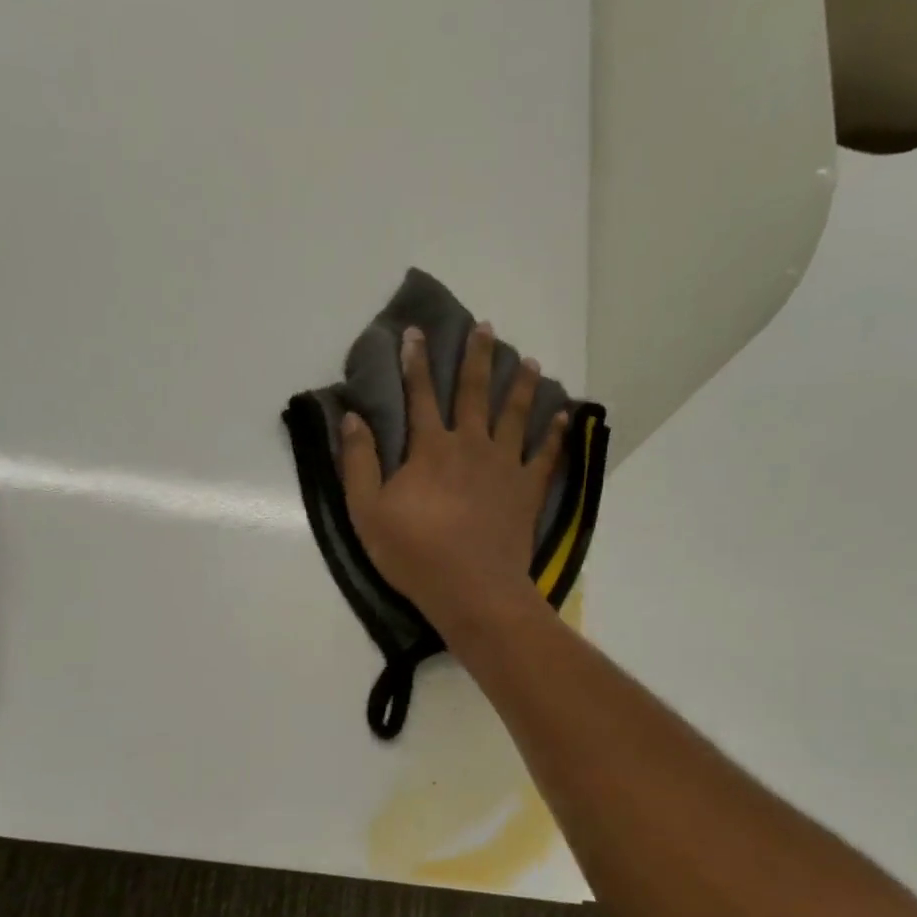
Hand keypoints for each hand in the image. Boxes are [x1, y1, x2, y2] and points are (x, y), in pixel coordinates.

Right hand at [340, 324, 567, 634]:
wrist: (472, 589)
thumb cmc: (414, 553)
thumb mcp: (367, 512)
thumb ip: (359, 463)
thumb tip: (352, 419)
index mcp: (430, 448)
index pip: (419, 395)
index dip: (415, 363)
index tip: (415, 333)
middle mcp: (470, 445)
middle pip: (474, 392)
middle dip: (477, 357)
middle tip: (485, 327)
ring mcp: (504, 465)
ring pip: (515, 414)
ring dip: (521, 385)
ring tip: (531, 361)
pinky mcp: (527, 490)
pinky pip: (545, 454)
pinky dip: (555, 434)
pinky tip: (563, 415)